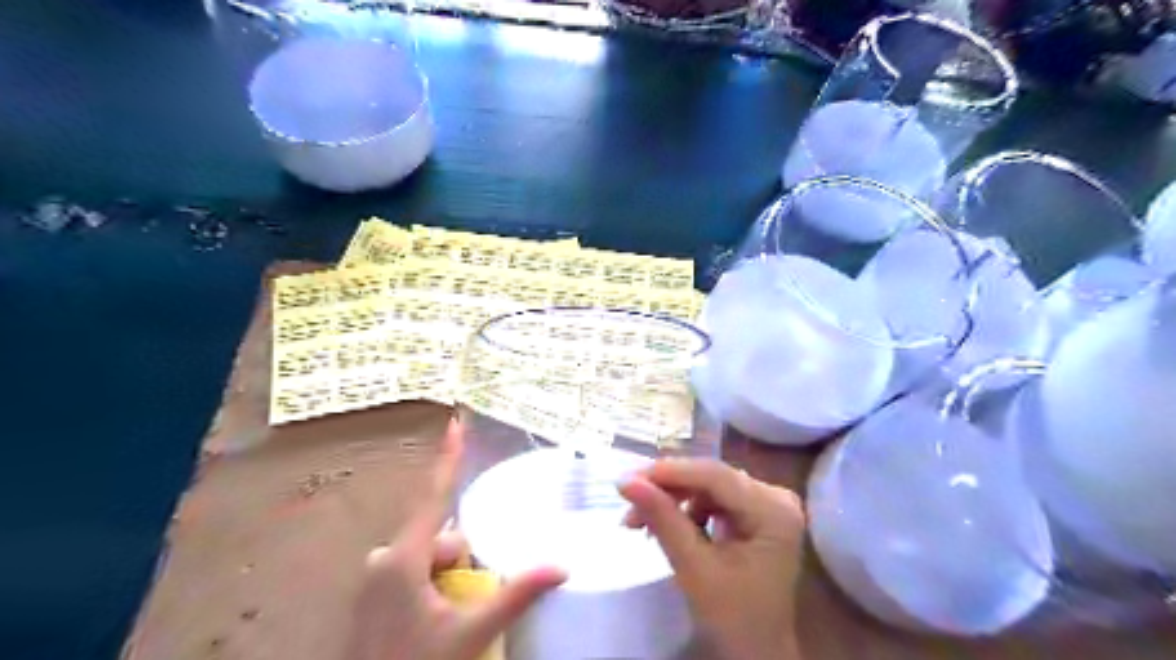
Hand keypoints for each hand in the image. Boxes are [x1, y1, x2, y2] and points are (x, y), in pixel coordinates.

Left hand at [345, 424, 568, 659]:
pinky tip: (434, 619)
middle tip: (465, 604)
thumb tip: (562, 567)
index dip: (448, 457)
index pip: (435, 495)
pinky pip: (413, 572)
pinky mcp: (374, 594)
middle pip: (440, 537)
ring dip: (449, 577)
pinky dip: (432, 585)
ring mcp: (376, 577)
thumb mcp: (469, 633)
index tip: (455, 422)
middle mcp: (385, 558)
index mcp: (403, 558)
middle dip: (462, 559)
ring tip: (451, 620)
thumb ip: (515, 596)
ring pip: (429, 557)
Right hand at [620, 459, 804, 659]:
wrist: (756, 652)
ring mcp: (766, 503)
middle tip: (627, 500)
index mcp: (774, 511)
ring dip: (671, 500)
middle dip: (666, 489)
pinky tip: (664, 525)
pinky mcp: (753, 512)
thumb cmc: (733, 618)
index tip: (627, 478)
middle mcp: (776, 497)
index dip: (670, 472)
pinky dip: (684, 509)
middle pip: (711, 478)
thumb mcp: (694, 568)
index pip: (716, 476)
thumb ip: (662, 519)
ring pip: (706, 486)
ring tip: (638, 521)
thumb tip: (626, 482)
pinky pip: (711, 498)